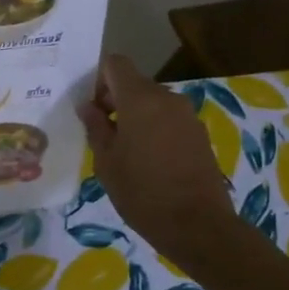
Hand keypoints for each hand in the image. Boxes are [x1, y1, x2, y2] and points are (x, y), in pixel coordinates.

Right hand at [77, 55, 243, 270]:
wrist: (198, 225)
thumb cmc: (142, 191)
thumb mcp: (106, 161)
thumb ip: (96, 127)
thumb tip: (88, 107)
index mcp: (140, 99)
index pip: (116, 64)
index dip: (99, 79)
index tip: (91, 107)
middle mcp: (167, 98)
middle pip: (135, 83)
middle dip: (116, 100)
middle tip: (102, 132)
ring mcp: (187, 116)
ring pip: (153, 103)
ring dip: (136, 116)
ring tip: (125, 150)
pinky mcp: (200, 134)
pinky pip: (169, 119)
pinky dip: (155, 129)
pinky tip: (148, 161)